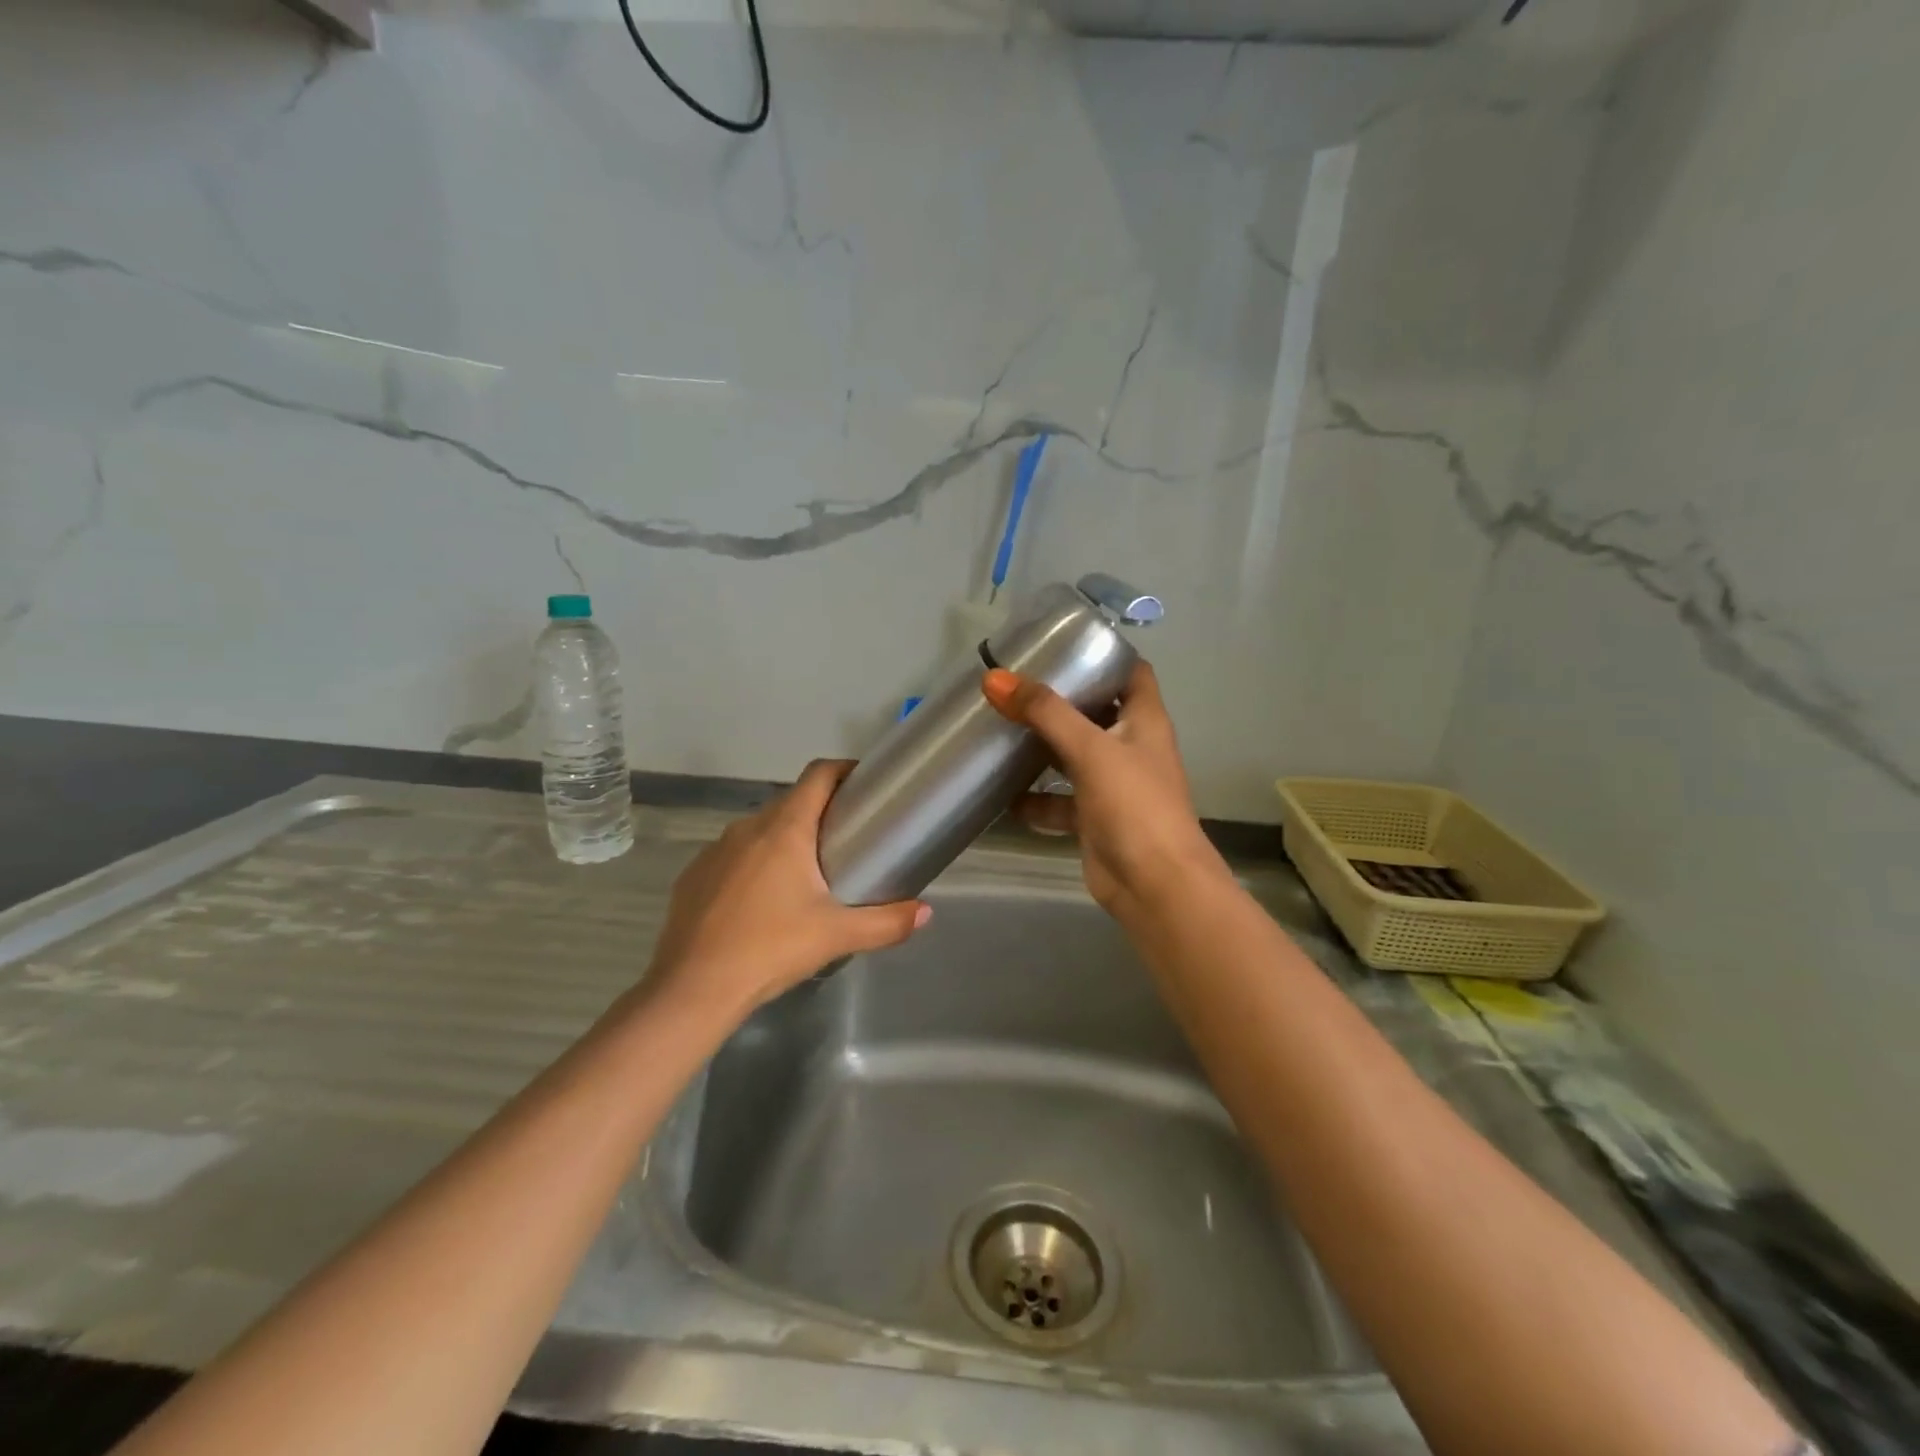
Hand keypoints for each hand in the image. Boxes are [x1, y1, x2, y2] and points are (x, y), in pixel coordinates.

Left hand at [646, 760, 930, 1019]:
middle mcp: (747, 827)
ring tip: (807, 875)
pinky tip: (761, 903)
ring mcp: (714, 850)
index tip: (865, 784)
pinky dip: (753, 865)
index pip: (818, 776)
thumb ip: (886, 922)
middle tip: (847, 840)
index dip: (844, 770)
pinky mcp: (693, 876)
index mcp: (785, 829)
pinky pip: (733, 857)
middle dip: (820, 812)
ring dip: (785, 841)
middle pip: (791, 803)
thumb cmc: (770, 949)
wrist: (692, 989)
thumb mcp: (836, 936)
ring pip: (760, 831)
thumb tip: (925, 914)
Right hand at [982, 661, 1228, 920]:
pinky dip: (1035, 798)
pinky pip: (1059, 801)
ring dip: (1042, 748)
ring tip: (999, 730)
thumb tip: (995, 678)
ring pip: (1073, 756)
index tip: (1061, 643)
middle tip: (1014, 684)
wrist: (1154, 885)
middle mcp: (1131, 747)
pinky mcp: (1094, 819)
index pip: (1131, 672)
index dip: (1104, 654)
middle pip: (1094, 711)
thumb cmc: (1134, 804)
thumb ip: (1044, 712)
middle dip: (1058, 700)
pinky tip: (1003, 795)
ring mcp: (1113, 785)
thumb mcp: (1090, 749)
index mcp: (1144, 720)